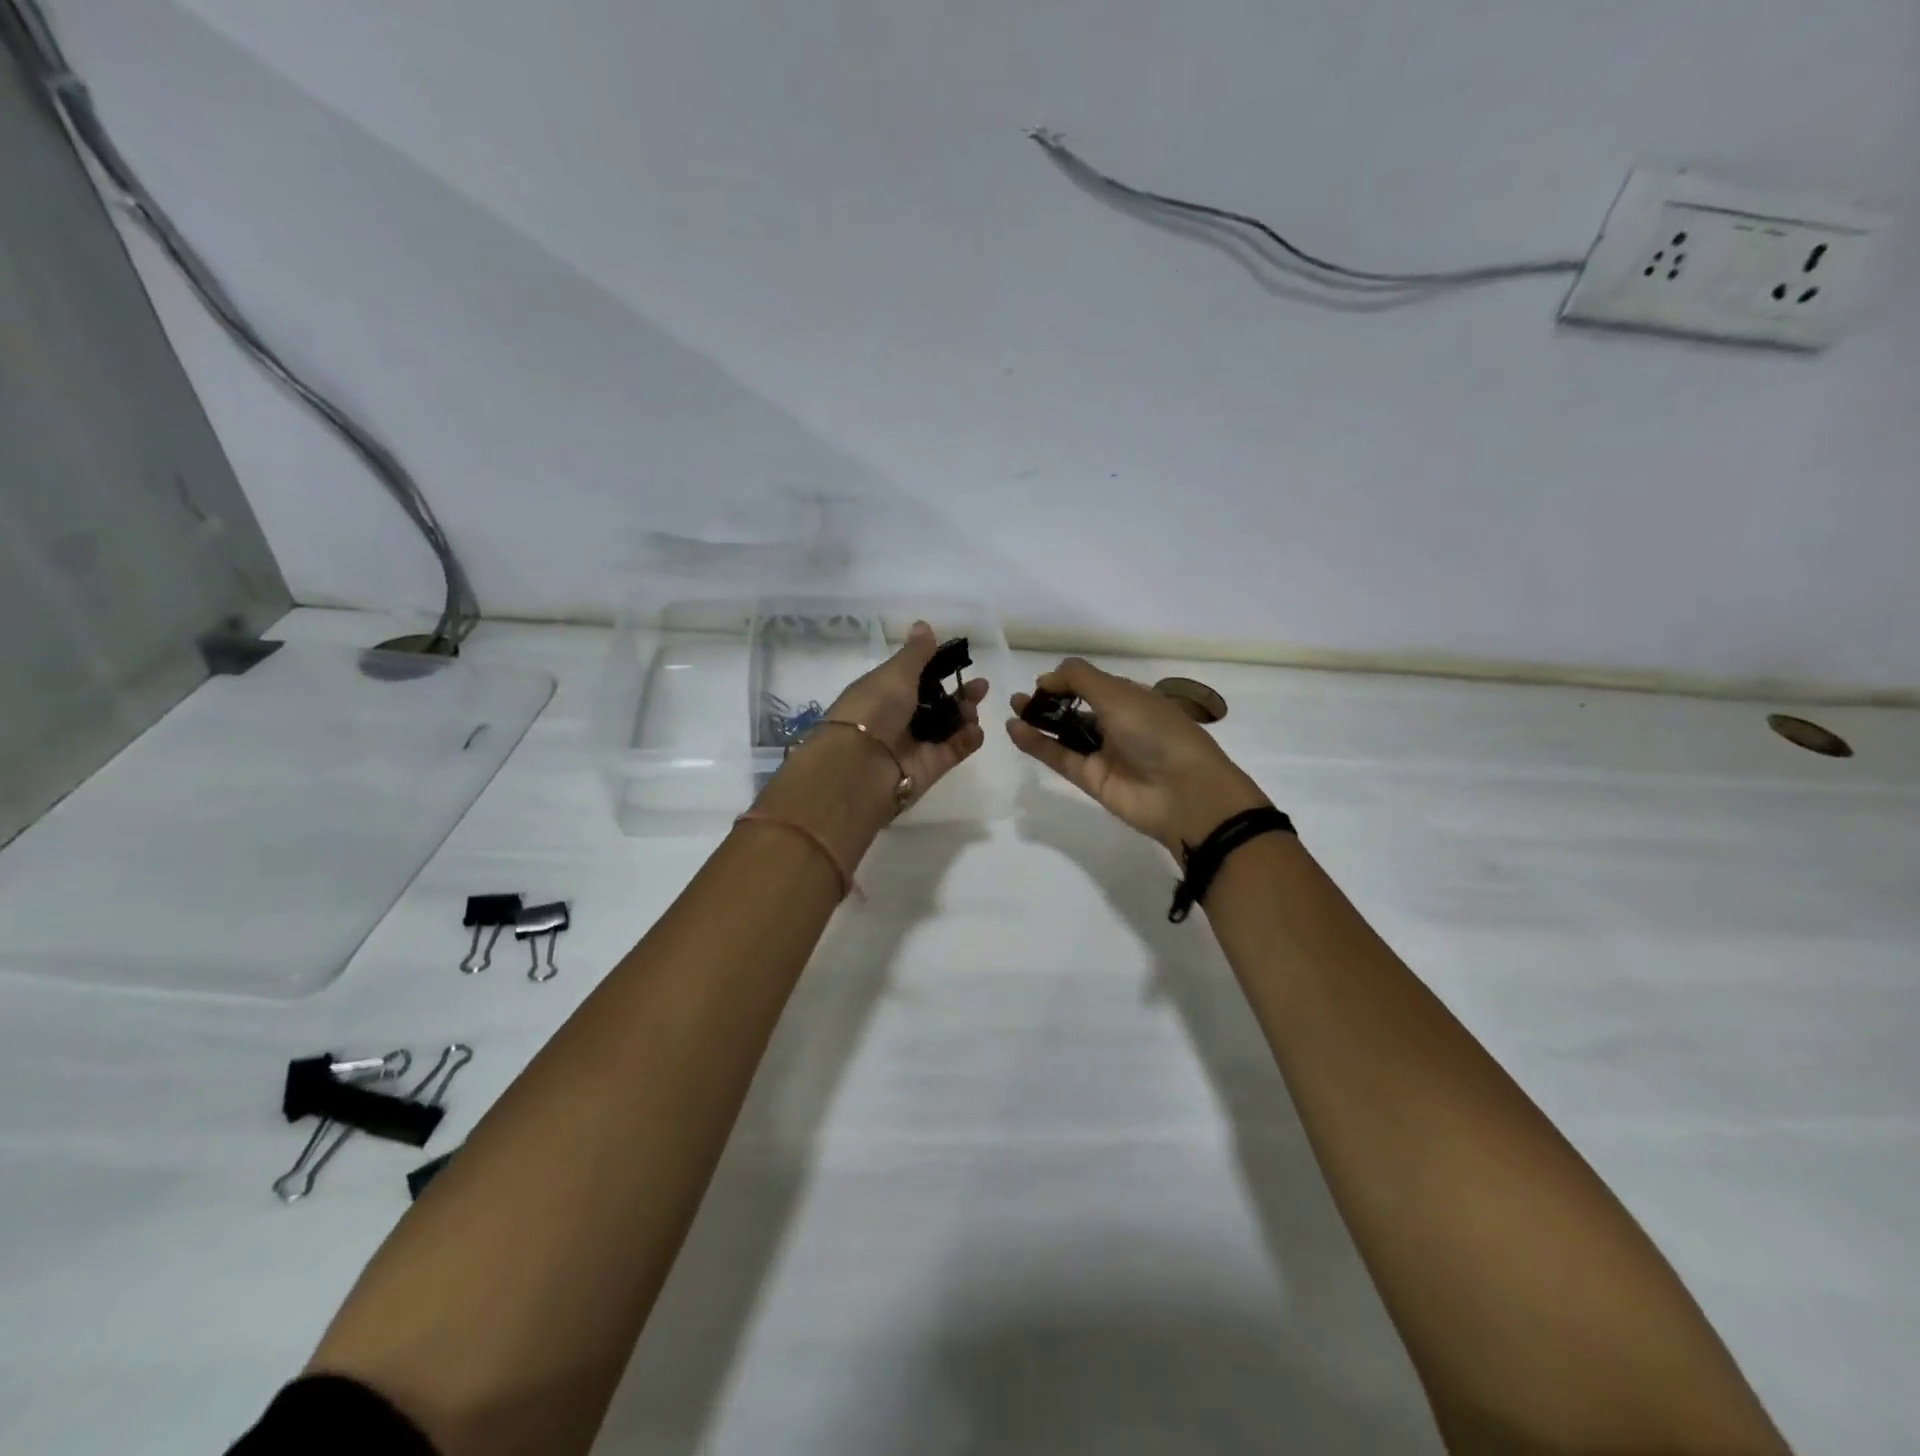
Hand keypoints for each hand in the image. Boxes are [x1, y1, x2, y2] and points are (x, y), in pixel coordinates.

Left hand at [825, 621, 987, 807]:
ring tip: (972, 709)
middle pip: (935, 704)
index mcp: (882, 693)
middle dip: (959, 693)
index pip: (913, 678)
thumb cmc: (874, 709)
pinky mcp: (929, 768)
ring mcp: (913, 745)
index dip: (937, 669)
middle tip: (980, 686)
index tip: (959, 659)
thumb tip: (923, 624)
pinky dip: (967, 740)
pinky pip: (953, 750)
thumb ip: (916, 653)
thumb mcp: (895, 674)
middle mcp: (897, 719)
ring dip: (965, 715)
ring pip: (947, 727)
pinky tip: (974, 730)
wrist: (861, 766)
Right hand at [1008, 658, 1268, 855]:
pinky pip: (1060, 757)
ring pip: (1065, 734)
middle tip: (1020, 698)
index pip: (1094, 685)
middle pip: (1077, 709)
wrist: (1183, 793)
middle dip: (1049, 701)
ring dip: (1039, 722)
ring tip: (1012, 709)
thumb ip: (1079, 679)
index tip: (1042, 682)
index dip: (1068, 681)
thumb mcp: (1119, 695)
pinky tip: (1015, 729)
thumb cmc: (1156, 732)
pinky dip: (1038, 744)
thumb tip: (1047, 677)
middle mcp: (1119, 724)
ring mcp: (1104, 754)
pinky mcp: (1091, 780)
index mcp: (1134, 699)